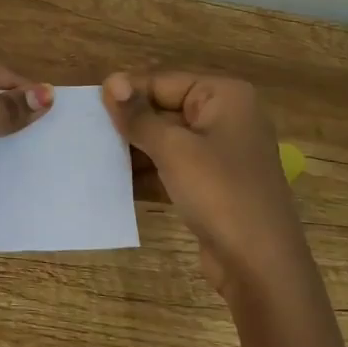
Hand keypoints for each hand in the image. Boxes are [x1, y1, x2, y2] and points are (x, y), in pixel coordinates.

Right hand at [102, 72, 304, 295]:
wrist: (261, 266)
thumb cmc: (219, 193)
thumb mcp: (173, 149)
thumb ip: (138, 115)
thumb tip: (110, 80)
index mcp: (224, 96)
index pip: (163, 81)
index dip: (126, 93)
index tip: (87, 107)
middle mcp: (226, 117)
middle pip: (164, 108)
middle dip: (129, 123)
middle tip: (86, 133)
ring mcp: (221, 152)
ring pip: (166, 140)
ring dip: (134, 150)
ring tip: (93, 157)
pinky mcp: (213, 183)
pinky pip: (173, 166)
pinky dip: (148, 173)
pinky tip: (114, 182)